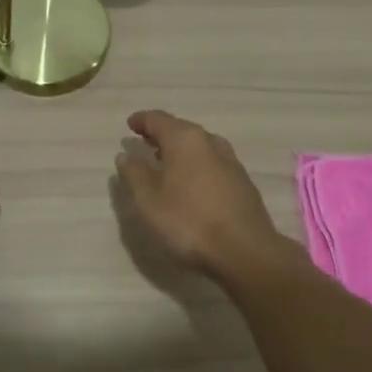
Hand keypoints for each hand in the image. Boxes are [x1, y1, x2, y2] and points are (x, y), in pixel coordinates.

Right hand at [116, 110, 282, 277]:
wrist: (245, 252)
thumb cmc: (188, 222)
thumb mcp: (148, 201)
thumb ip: (134, 174)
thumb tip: (127, 154)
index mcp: (185, 140)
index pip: (159, 119)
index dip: (142, 120)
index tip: (130, 124)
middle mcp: (210, 143)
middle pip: (182, 130)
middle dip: (162, 135)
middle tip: (145, 143)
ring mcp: (231, 163)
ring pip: (200, 147)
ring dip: (181, 151)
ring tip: (167, 164)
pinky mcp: (243, 184)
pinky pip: (213, 165)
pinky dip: (197, 166)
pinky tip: (192, 184)